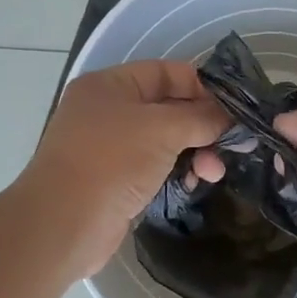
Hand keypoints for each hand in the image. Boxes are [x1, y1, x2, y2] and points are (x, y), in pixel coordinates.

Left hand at [18, 59, 227, 280]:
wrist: (63, 225)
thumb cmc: (111, 162)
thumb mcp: (162, 129)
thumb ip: (200, 118)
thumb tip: (228, 117)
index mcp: (110, 86)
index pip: (165, 73)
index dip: (201, 87)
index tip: (233, 108)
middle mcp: (107, 111)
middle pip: (168, 109)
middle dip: (202, 126)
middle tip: (230, 146)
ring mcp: (109, 148)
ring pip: (164, 141)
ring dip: (194, 153)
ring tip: (213, 173)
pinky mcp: (114, 181)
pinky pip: (155, 168)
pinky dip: (176, 172)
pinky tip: (194, 185)